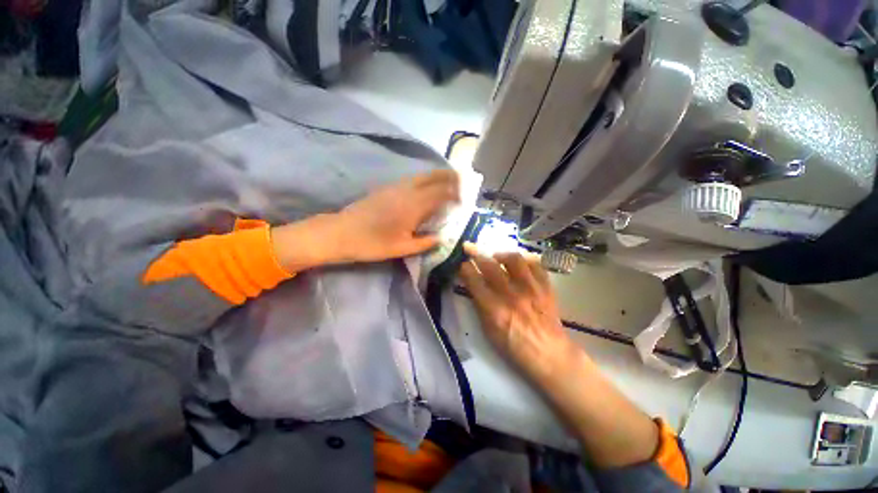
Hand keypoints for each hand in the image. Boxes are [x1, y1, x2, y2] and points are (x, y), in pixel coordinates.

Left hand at [333, 169, 459, 262]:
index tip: (464, 199)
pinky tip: (426, 187)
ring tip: (448, 180)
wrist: (341, 233)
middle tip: (462, 179)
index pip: (441, 193)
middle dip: (449, 176)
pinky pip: (412, 179)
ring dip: (437, 176)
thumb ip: (424, 243)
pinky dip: (424, 179)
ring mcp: (395, 187)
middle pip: (432, 177)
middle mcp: (407, 191)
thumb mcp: (401, 248)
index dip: (455, 194)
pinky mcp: (386, 188)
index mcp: (413, 206)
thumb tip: (441, 238)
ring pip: (421, 176)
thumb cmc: (372, 243)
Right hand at [459, 244, 578, 382]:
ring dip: (501, 254)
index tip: (462, 263)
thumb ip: (480, 305)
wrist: (549, 354)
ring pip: (514, 259)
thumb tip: (473, 284)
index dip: (465, 268)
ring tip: (497, 257)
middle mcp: (512, 295)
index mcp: (494, 310)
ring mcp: (531, 289)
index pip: (474, 281)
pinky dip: (525, 260)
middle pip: (490, 266)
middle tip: (471, 248)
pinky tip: (519, 263)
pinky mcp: (546, 287)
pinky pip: (535, 264)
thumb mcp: (489, 331)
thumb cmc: (514, 346)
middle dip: (477, 254)